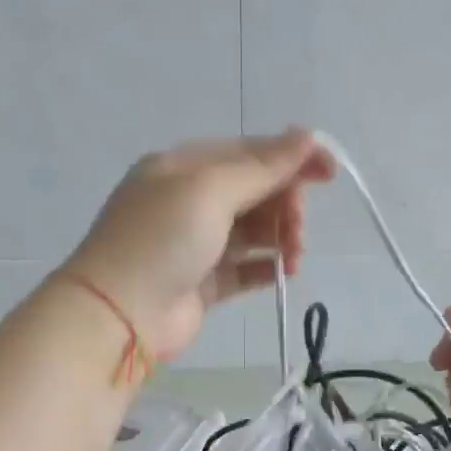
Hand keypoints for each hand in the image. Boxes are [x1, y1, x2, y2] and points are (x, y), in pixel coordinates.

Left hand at [64, 129, 335, 358]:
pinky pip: (245, 267)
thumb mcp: (210, 190)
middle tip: (297, 230)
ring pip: (253, 230)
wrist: (120, 315)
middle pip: (254, 192)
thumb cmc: (162, 240)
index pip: (248, 153)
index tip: (331, 173)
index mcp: (183, 167)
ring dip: (281, 236)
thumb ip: (262, 167)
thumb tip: (307, 135)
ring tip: (295, 256)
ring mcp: (195, 244)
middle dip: (285, 205)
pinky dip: (268, 266)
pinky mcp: (203, 283)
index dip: (291, 159)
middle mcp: (188, 201)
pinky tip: (285, 272)